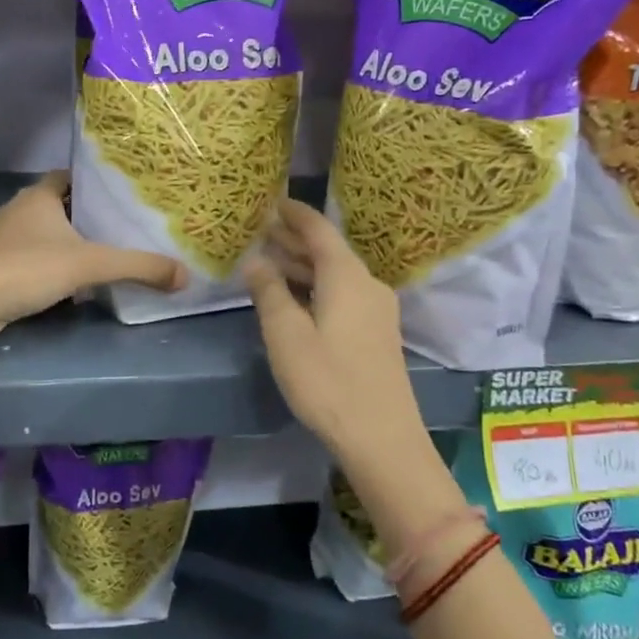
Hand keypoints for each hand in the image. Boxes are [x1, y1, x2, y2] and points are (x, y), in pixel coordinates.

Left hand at [0, 173, 186, 343]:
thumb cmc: (27, 267)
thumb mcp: (90, 264)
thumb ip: (138, 267)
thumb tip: (185, 276)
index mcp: (38, 196)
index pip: (69, 177)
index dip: (94, 183)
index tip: (122, 194)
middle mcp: (19, 211)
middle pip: (59, 207)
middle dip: (87, 218)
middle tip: (123, 229)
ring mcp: (2, 241)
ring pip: (45, 237)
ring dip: (69, 247)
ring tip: (104, 258)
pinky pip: (32, 263)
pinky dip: (52, 270)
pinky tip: (72, 289)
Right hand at [242, 199, 434, 474]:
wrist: (382, 437)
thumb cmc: (327, 381)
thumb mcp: (286, 335)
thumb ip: (269, 292)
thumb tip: (256, 261)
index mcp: (347, 276)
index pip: (319, 229)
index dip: (294, 213)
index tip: (271, 200)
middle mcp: (367, 284)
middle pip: (328, 251)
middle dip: (294, 240)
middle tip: (260, 231)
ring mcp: (376, 310)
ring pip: (335, 274)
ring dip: (303, 265)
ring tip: (269, 261)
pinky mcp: (376, 333)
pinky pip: (342, 294)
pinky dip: (316, 286)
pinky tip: (295, 297)